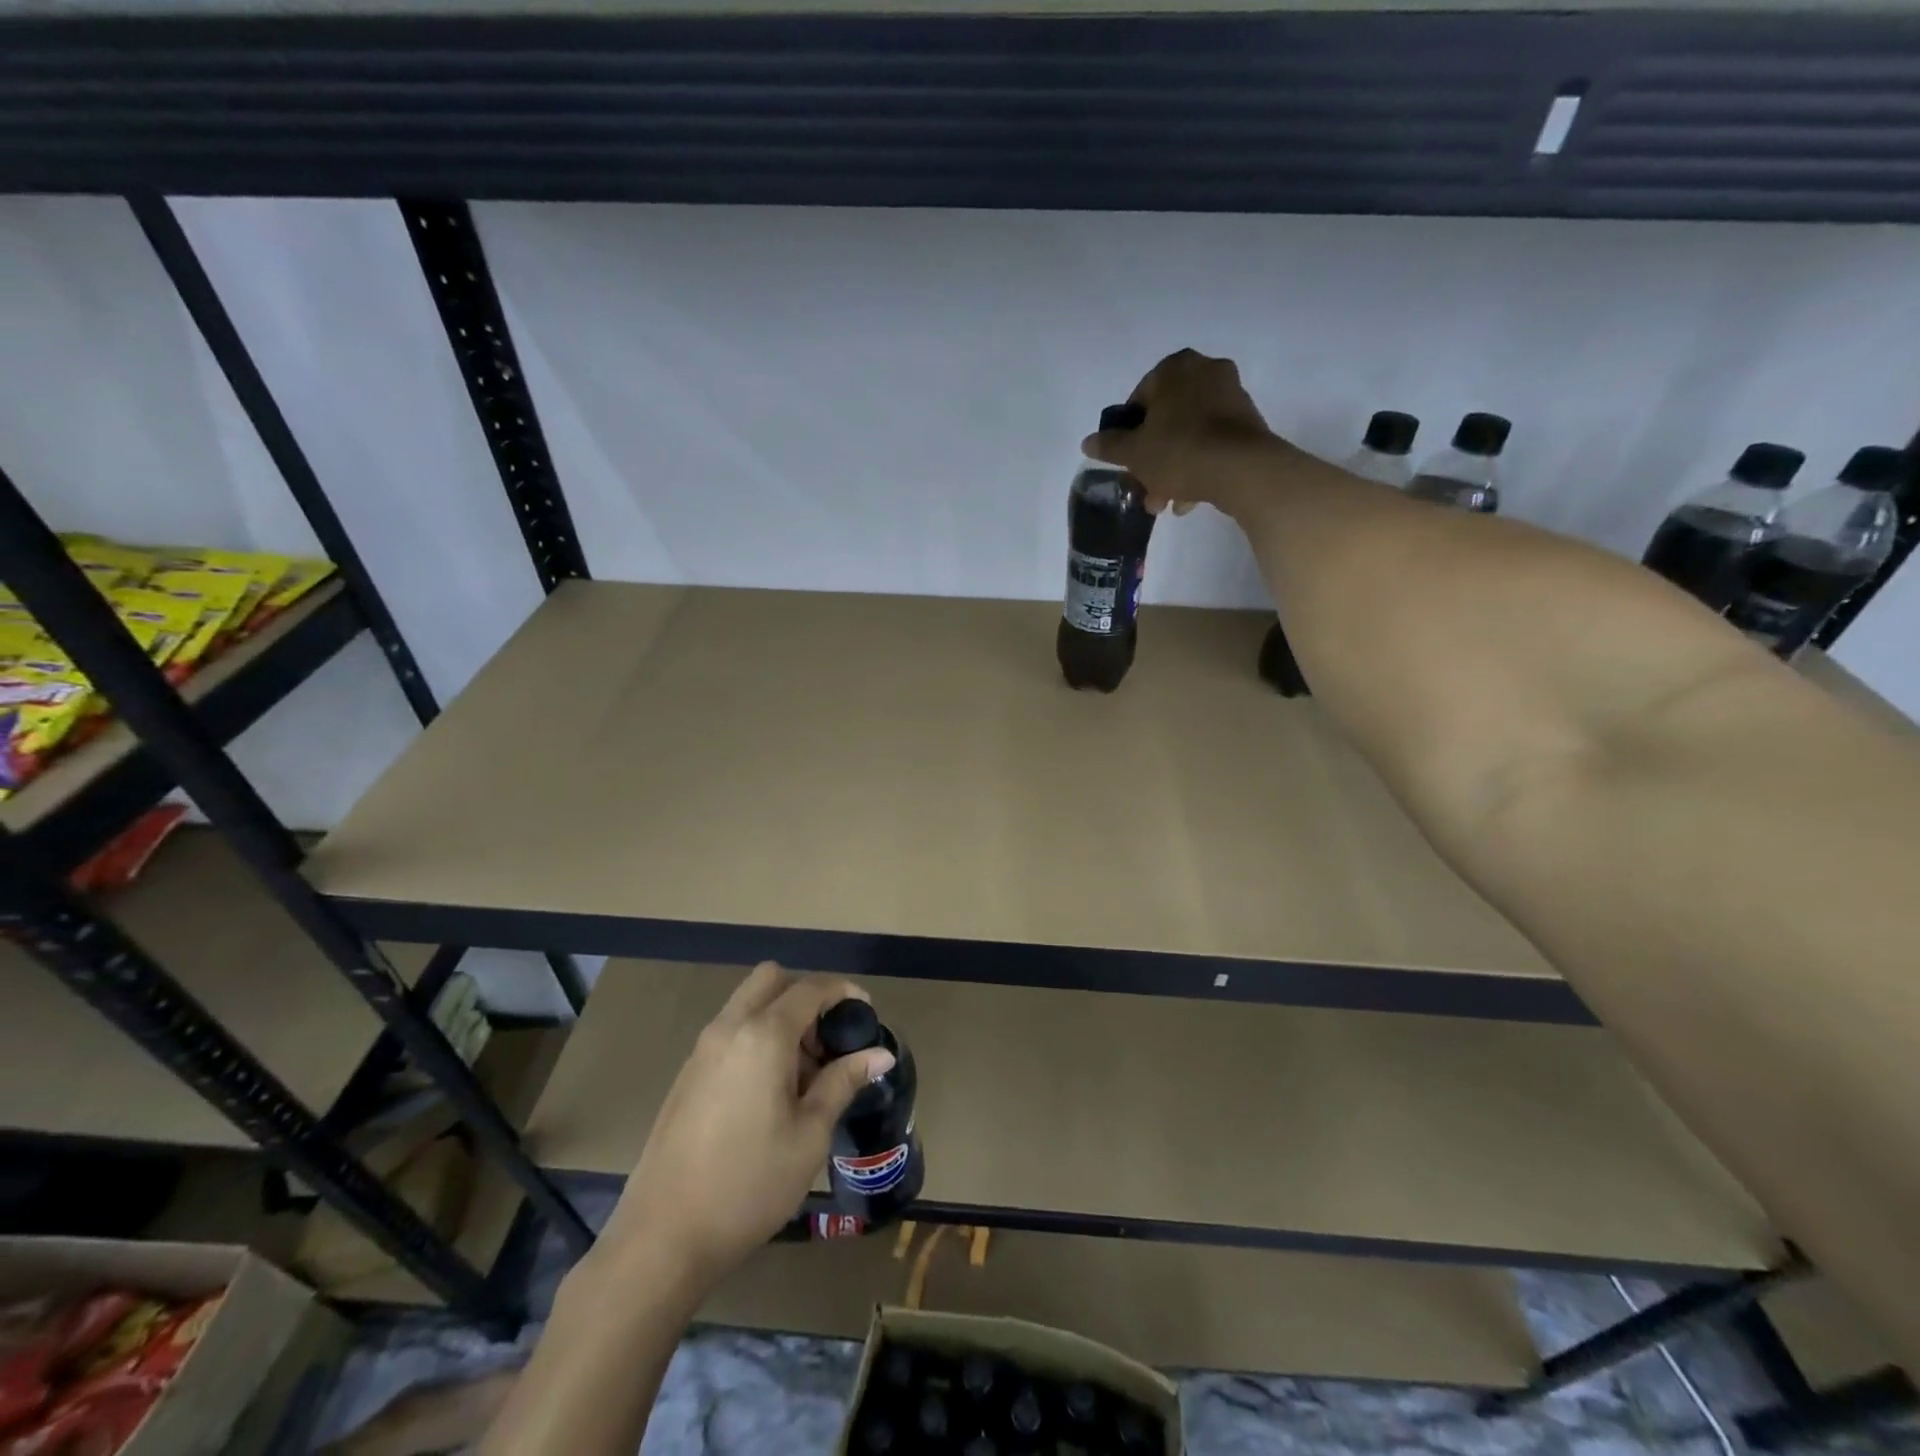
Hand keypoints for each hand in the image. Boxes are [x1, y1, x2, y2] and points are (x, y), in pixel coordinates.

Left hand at [595, 963, 894, 1295]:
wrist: (662, 1238)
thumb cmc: (749, 1185)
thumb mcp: (810, 1134)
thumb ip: (843, 1081)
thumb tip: (881, 1053)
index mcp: (763, 1035)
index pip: (811, 988)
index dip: (844, 992)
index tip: (866, 1013)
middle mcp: (729, 1028)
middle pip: (772, 979)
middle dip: (806, 995)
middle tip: (827, 1039)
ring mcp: (702, 1049)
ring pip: (748, 1003)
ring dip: (780, 1016)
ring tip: (803, 1073)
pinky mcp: (687, 1074)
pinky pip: (730, 1031)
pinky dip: (757, 1037)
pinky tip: (769, 1091)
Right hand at [1080, 348, 1289, 517]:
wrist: (1241, 469)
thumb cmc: (1179, 450)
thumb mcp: (1134, 452)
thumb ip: (1109, 445)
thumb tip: (1088, 442)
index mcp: (1174, 369)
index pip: (1140, 398)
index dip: (1129, 432)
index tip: (1128, 459)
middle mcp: (1206, 371)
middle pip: (1167, 419)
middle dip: (1154, 456)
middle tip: (1145, 487)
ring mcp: (1232, 395)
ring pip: (1190, 433)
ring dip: (1174, 467)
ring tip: (1167, 503)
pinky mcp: (1249, 422)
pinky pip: (1212, 442)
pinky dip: (1199, 465)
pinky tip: (1190, 498)